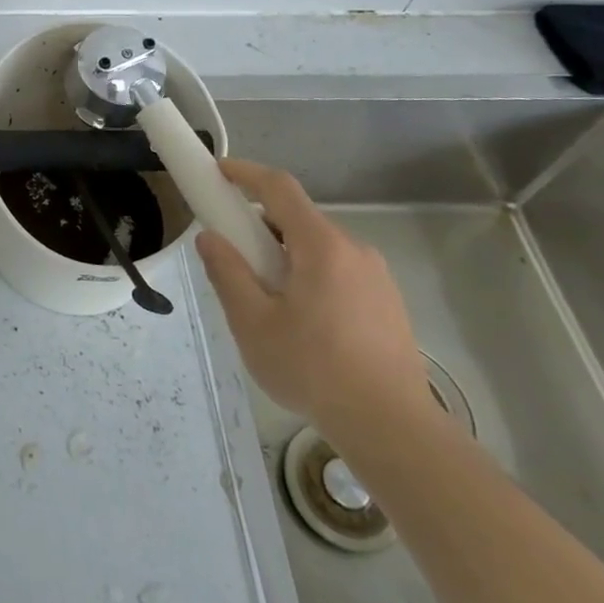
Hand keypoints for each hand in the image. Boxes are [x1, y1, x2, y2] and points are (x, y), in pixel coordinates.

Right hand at [195, 159, 435, 444]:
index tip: (217, 173)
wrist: (393, 429)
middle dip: (260, 228)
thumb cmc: (314, 370)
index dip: (245, 174)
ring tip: (267, 303)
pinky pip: (339, 273)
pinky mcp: (388, 304)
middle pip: (298, 220)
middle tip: (235, 260)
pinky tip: (303, 325)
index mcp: (321, 246)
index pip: (279, 188)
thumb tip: (210, 237)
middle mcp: (354, 250)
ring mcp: (377, 278)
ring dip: (286, 257)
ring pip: (318, 249)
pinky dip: (311, 278)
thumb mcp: (253, 323)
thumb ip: (227, 273)